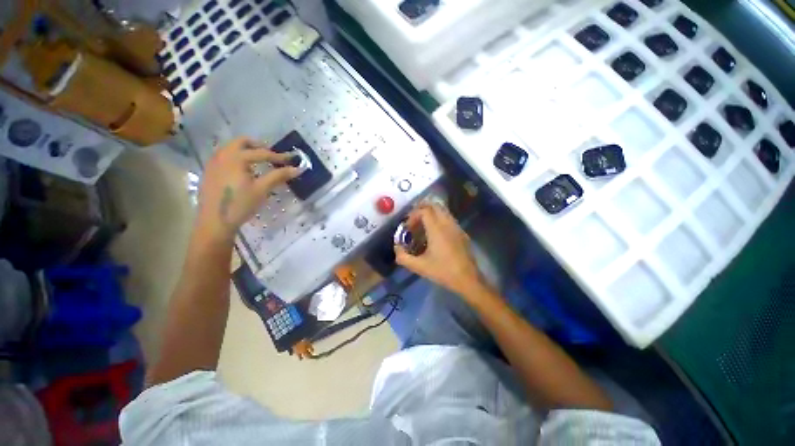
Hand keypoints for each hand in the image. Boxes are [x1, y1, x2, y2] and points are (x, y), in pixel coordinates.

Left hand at [195, 137, 299, 243]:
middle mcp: (222, 155)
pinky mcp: (210, 172)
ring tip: (259, 163)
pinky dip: (237, 158)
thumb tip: (297, 168)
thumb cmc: (240, 204)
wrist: (214, 222)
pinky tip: (244, 171)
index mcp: (236, 158)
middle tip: (272, 156)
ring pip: (231, 148)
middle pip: (242, 142)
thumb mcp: (262, 190)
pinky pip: (225, 157)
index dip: (279, 156)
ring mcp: (213, 163)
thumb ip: (279, 176)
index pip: (262, 153)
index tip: (292, 159)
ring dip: (247, 151)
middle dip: (259, 146)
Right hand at [394, 204, 485, 296]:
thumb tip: (397, 247)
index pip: (424, 210)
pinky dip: (439, 220)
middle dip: (421, 210)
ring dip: (431, 215)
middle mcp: (448, 223)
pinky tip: (435, 235)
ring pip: (443, 211)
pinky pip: (449, 219)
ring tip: (423, 228)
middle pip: (434, 206)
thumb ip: (403, 257)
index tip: (408, 227)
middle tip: (413, 222)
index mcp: (437, 229)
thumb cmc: (443, 271)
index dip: (413, 215)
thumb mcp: (419, 267)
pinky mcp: (462, 233)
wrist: (468, 279)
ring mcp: (457, 227)